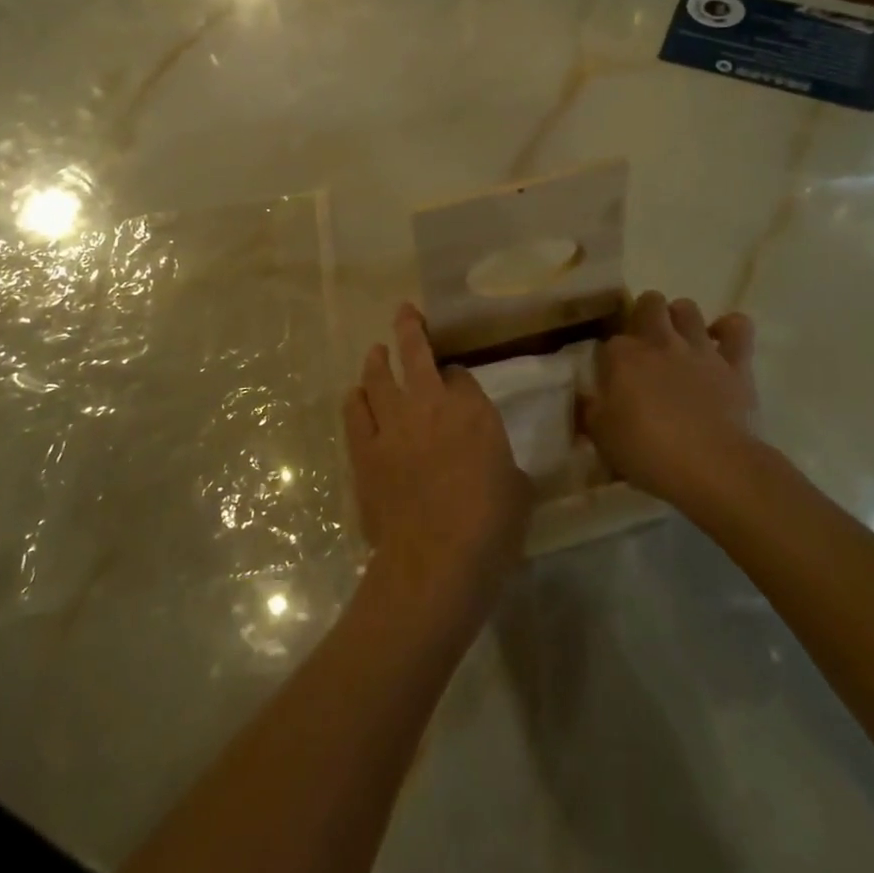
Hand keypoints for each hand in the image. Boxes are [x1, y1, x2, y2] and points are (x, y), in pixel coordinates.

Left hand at [344, 304, 531, 620]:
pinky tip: (356, 395)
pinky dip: (356, 399)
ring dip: (377, 360)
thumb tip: (503, 470)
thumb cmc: (490, 526)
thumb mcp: (518, 491)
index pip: (461, 375)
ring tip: (376, 352)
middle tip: (405, 312)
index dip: (458, 375)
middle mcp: (429, 404)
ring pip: (378, 376)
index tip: (456, 380)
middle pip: (415, 353)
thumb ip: (507, 468)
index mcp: (472, 411)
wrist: (437, 560)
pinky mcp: (364, 450)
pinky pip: (355, 412)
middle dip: (410, 328)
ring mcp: (392, 424)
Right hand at [581, 292, 763, 505]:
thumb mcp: (602, 437)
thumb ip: (590, 411)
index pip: (609, 341)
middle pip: (648, 304)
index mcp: (622, 356)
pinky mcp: (735, 364)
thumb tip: (584, 399)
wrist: (713, 467)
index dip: (609, 357)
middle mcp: (659, 341)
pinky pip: (738, 329)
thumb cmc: (649, 453)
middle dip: (644, 315)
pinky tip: (722, 338)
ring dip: (681, 318)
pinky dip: (730, 328)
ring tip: (679, 338)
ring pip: (687, 308)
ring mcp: (699, 349)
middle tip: (644, 343)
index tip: (610, 376)